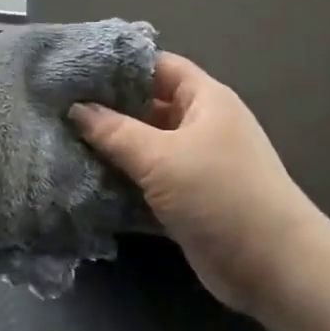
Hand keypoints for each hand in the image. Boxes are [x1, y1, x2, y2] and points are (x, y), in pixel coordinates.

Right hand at [72, 52, 329, 315]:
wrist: (271, 265)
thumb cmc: (220, 195)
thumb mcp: (162, 157)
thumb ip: (114, 131)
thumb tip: (76, 108)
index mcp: (205, 100)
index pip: (159, 67)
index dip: (120, 65)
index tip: (75, 70)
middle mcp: (201, 127)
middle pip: (148, 108)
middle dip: (107, 110)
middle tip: (57, 110)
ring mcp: (195, 166)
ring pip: (144, 149)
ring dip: (110, 151)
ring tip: (60, 144)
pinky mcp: (187, 201)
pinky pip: (147, 183)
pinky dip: (121, 184)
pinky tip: (83, 184)